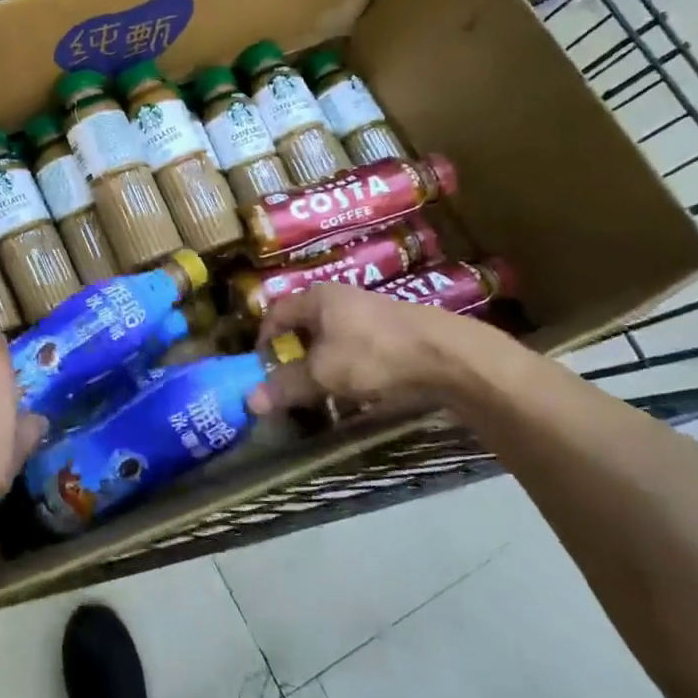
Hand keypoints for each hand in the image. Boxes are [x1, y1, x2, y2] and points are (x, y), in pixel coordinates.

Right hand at [247, 284, 503, 417]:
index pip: (276, 312)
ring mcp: (370, 311)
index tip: (261, 367)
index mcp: (316, 297)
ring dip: (324, 362)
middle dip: (295, 353)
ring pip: (333, 337)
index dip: (264, 339)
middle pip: (305, 324)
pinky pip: (359, 346)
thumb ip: (287, 385)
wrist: (448, 355)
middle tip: (289, 382)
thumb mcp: (323, 374)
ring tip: (323, 389)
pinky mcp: (395, 329)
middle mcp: (340, 297)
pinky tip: (359, 388)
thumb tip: (249, 400)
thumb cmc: (373, 354)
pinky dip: (350, 365)